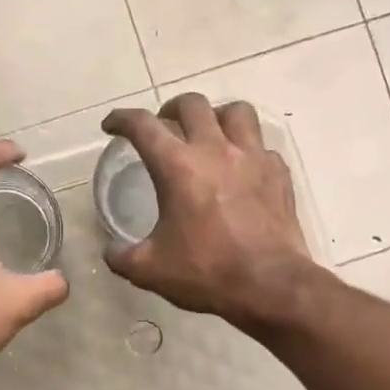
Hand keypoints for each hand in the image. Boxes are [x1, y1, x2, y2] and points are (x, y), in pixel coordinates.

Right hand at [101, 94, 318, 330]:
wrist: (270, 286)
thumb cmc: (207, 273)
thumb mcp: (150, 270)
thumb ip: (122, 257)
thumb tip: (111, 251)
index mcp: (178, 167)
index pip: (142, 126)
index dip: (121, 119)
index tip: (112, 126)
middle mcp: (215, 150)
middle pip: (192, 104)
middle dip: (170, 109)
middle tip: (163, 127)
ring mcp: (252, 157)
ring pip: (235, 111)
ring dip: (216, 116)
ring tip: (208, 134)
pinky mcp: (278, 172)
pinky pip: (260, 145)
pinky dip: (246, 149)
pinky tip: (240, 168)